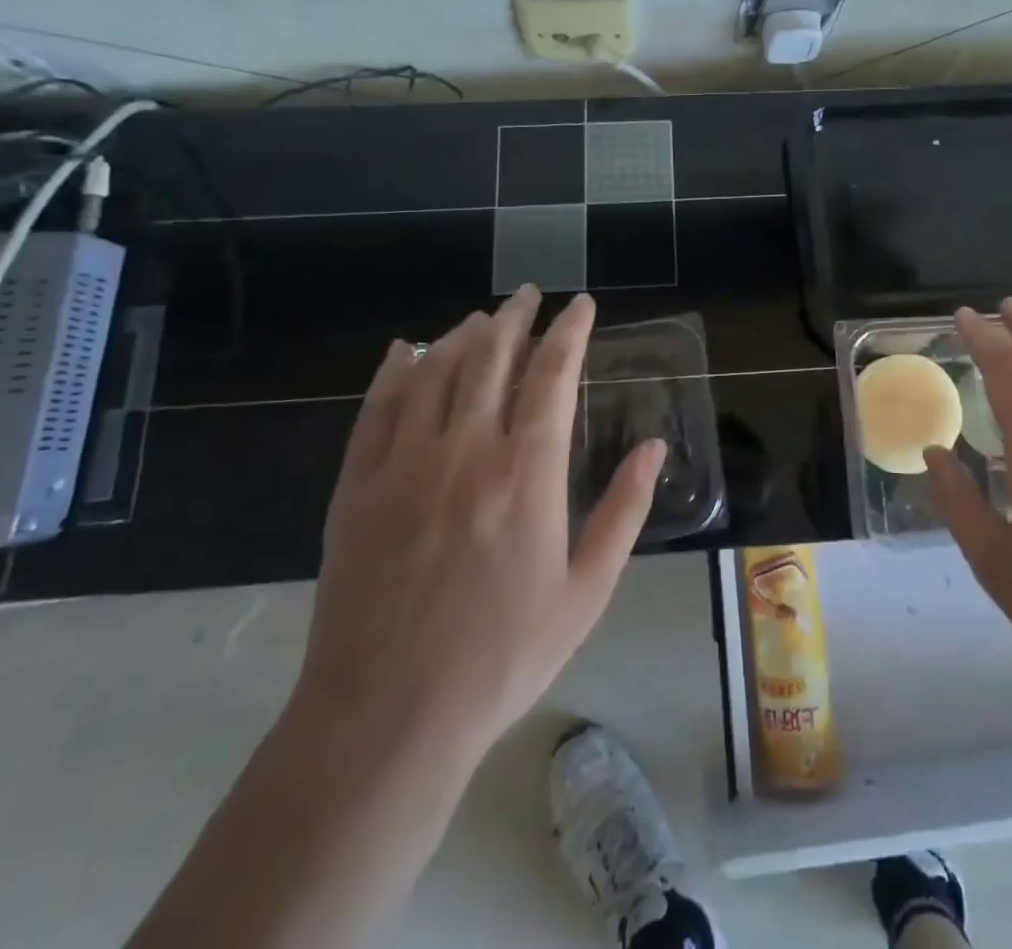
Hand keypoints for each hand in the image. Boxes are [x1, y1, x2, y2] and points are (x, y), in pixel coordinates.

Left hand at [286, 287, 666, 773]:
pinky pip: (377, 408)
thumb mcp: (587, 591)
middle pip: (493, 358)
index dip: (570, 331)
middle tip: (531, 294)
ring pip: (436, 371)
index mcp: (527, 473)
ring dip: (464, 335)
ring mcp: (404, 464)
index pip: (553, 375)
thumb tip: (654, 446)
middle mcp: (466, 450)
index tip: (581, 305)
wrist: (387, 718)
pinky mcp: (357, 485)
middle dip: (516, 317)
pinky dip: (395, 370)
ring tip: (484, 317)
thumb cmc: (502, 656)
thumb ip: (624, 511)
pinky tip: (405, 350)